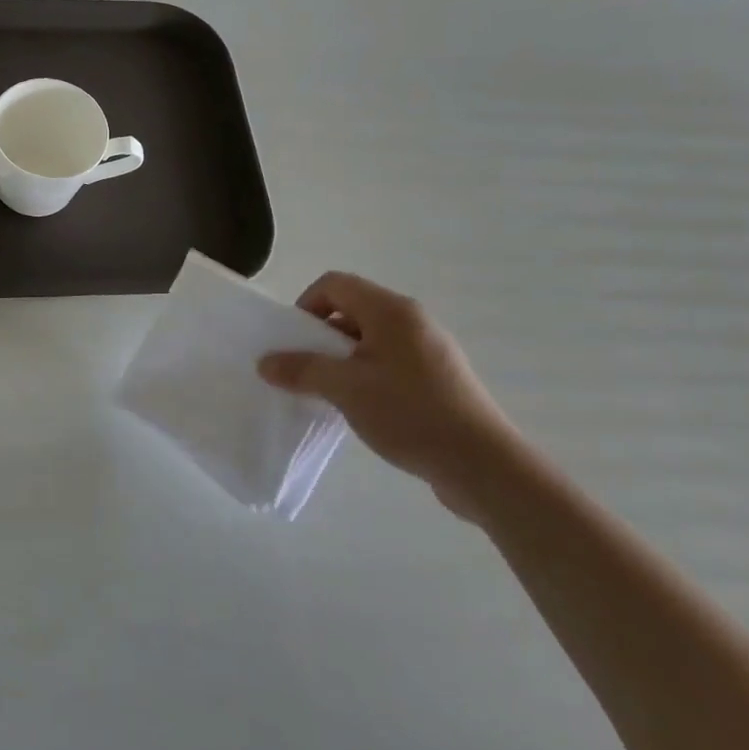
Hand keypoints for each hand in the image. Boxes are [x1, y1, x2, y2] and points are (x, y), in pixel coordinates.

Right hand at [258, 272, 522, 520]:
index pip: (334, 284)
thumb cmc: (409, 412)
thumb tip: (265, 362)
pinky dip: (367, 376)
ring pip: (370, 340)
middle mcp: (413, 320)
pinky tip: (363, 409)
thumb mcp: (344, 388)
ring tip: (332, 394)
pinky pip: (390, 362)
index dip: (306, 305)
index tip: (295, 342)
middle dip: (321, 336)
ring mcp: (430, 350)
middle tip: (307, 370)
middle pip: (352, 310)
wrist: (482, 465)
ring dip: (342, 359)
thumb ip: (301, 370)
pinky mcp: (439, 379)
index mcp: (391, 310)